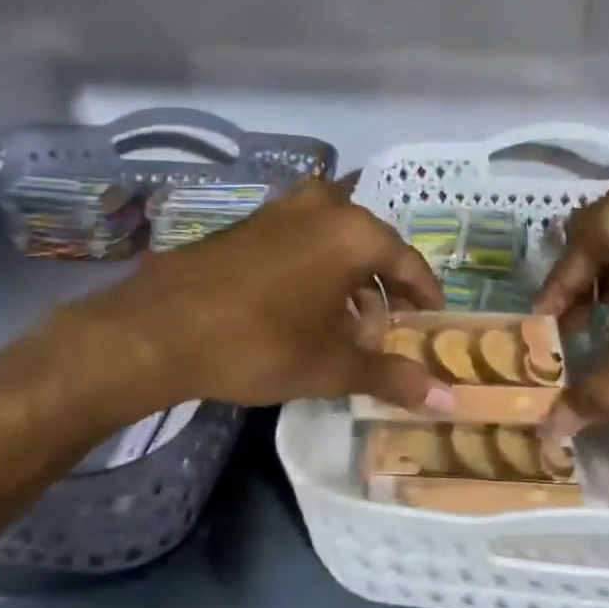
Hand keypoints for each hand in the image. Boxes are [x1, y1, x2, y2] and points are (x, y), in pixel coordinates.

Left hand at [90, 178, 452, 411]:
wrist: (159, 328)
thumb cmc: (260, 343)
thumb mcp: (332, 366)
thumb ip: (392, 376)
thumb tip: (448, 400)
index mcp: (355, 232)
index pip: (409, 264)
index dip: (425, 297)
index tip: (432, 323)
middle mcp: (324, 207)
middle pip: (372, 249)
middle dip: (383, 291)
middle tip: (385, 333)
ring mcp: (283, 209)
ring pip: (335, 243)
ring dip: (349, 281)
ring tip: (346, 327)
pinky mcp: (251, 222)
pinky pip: (303, 241)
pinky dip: (317, 270)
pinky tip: (305, 309)